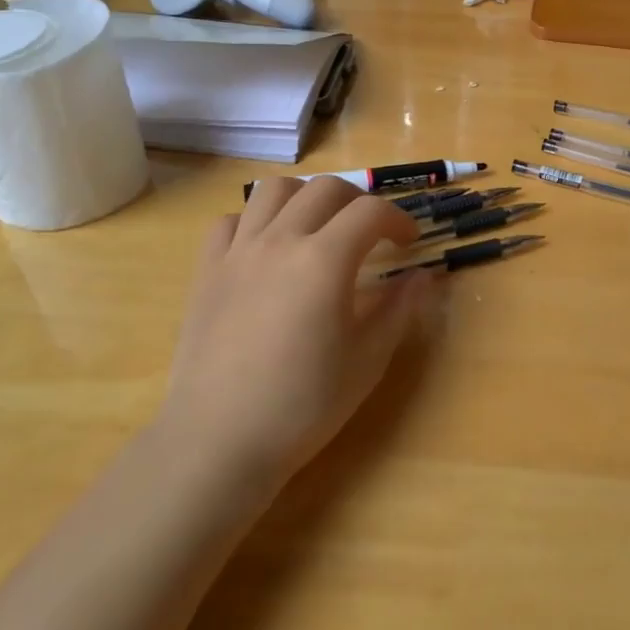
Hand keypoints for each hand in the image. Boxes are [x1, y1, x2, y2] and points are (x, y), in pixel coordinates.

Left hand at [163, 177, 436, 486]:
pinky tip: (267, 249)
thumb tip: (422, 276)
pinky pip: (232, 221)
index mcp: (324, 260)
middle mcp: (280, 240)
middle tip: (371, 232)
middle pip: (325, 188)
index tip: (409, 242)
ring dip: (306, 197)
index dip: (398, 219)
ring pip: (274, 190)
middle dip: (358, 200)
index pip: (370, 212)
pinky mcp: (206, 270)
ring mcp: (238, 251)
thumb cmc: (302, 406)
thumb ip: (398, 310)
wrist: (218, 441)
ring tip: (318, 225)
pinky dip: (256, 221)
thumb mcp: (366, 361)